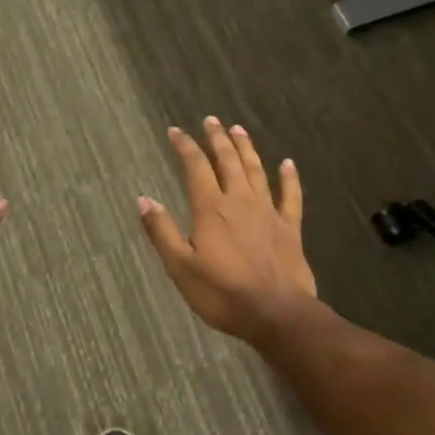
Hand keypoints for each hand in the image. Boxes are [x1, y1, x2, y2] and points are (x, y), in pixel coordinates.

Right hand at [138, 117, 321, 343]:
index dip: (185, 146)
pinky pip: (290, 196)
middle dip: (217, 138)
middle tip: (211, 120)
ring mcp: (268, 212)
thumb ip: (162, 231)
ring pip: (256, 171)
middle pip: (228, 161)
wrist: (276, 314)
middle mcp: (239, 201)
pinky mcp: (290, 228)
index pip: (195, 167)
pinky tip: (288, 164)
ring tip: (239, 130)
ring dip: (246, 148)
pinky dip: (289, 178)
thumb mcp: (180, 267)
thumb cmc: (222, 293)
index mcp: (210, 208)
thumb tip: (143, 199)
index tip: (175, 131)